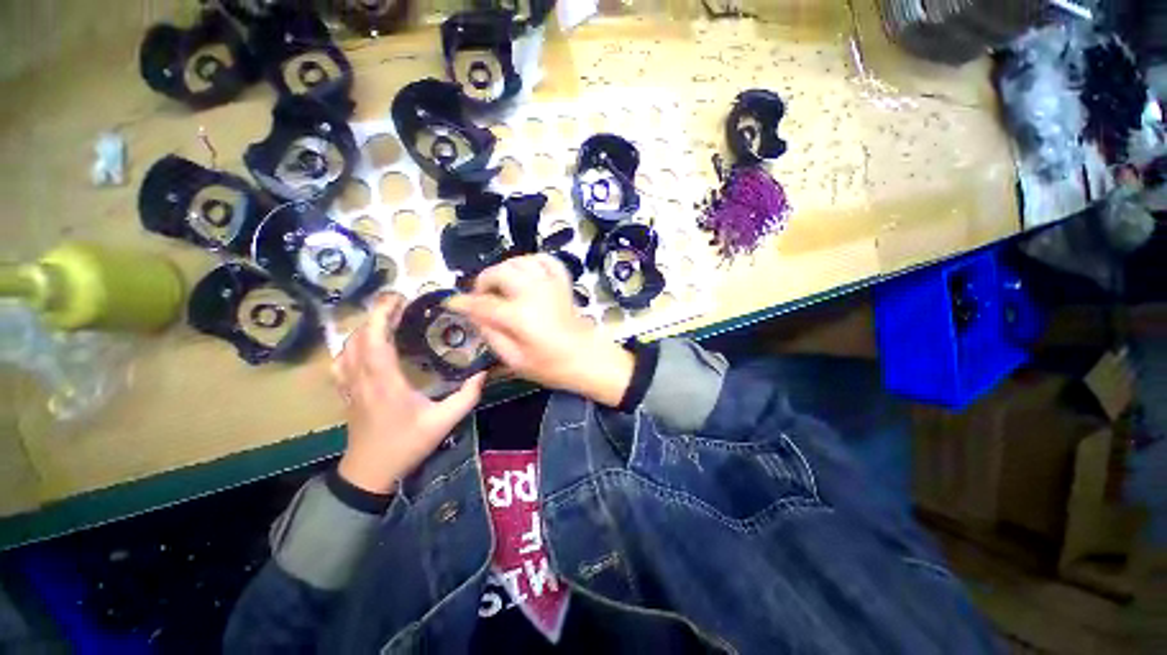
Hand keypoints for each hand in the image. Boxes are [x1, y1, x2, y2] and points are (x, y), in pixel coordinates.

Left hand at [331, 293, 485, 493]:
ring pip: (347, 347)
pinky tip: (365, 345)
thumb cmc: (406, 445)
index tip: (398, 298)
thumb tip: (483, 373)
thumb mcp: (443, 422)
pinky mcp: (347, 392)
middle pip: (358, 337)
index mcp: (385, 383)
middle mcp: (362, 379)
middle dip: (374, 314)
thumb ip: (466, 397)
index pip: (375, 340)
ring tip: (385, 319)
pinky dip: (351, 345)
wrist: (370, 472)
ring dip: (364, 328)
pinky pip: (341, 361)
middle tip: (398, 303)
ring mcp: (350, 385)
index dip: (382, 315)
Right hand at [447, 255, 633, 405]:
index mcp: (519, 315)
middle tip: (481, 298)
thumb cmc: (551, 365)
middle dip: (483, 282)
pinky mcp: (562, 282)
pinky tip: (526, 273)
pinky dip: (532, 261)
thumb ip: (492, 335)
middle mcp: (533, 292)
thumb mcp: (515, 360)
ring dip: (504, 270)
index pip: (482, 303)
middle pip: (499, 273)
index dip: (462, 303)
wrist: (586, 359)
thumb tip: (475, 316)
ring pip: (519, 262)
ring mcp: (550, 284)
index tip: (451, 303)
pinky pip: (546, 260)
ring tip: (501, 287)